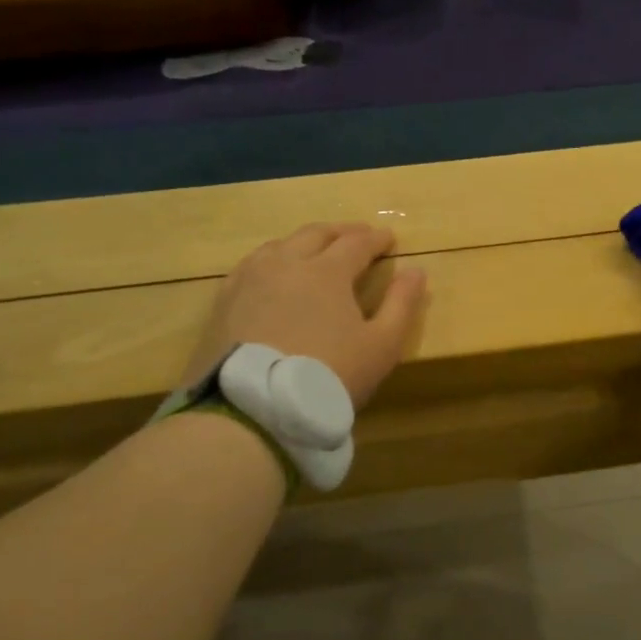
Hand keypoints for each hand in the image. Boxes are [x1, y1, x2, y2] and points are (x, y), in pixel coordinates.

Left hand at [182, 223, 427, 405]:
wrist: (254, 407)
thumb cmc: (328, 375)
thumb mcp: (381, 346)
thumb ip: (402, 304)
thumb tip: (416, 270)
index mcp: (327, 270)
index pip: (357, 242)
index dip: (376, 239)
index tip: (389, 238)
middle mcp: (287, 263)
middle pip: (316, 234)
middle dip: (342, 232)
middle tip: (357, 235)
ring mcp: (250, 279)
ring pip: (280, 245)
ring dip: (305, 242)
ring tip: (316, 249)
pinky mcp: (225, 300)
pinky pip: (251, 265)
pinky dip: (273, 259)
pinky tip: (273, 273)